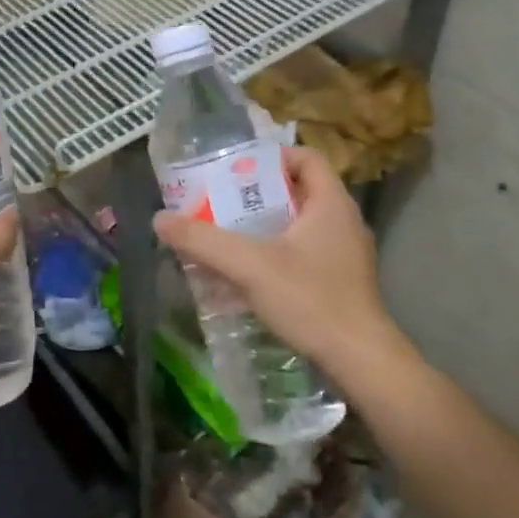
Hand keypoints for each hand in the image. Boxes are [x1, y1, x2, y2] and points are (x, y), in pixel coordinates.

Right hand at [153, 146, 400, 377]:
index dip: (271, 158)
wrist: (359, 360)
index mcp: (331, 203)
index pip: (305, 157)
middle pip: (297, 192)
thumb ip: (203, 241)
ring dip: (264, 228)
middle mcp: (343, 222)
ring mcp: (345, 255)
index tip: (235, 171)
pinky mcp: (341, 283)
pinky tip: (248, 276)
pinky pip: (304, 255)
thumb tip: (159, 219)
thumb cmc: (310, 299)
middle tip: (220, 203)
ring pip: (299, 227)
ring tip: (227, 237)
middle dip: (257, 196)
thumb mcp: (249, 265)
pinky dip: (275, 256)